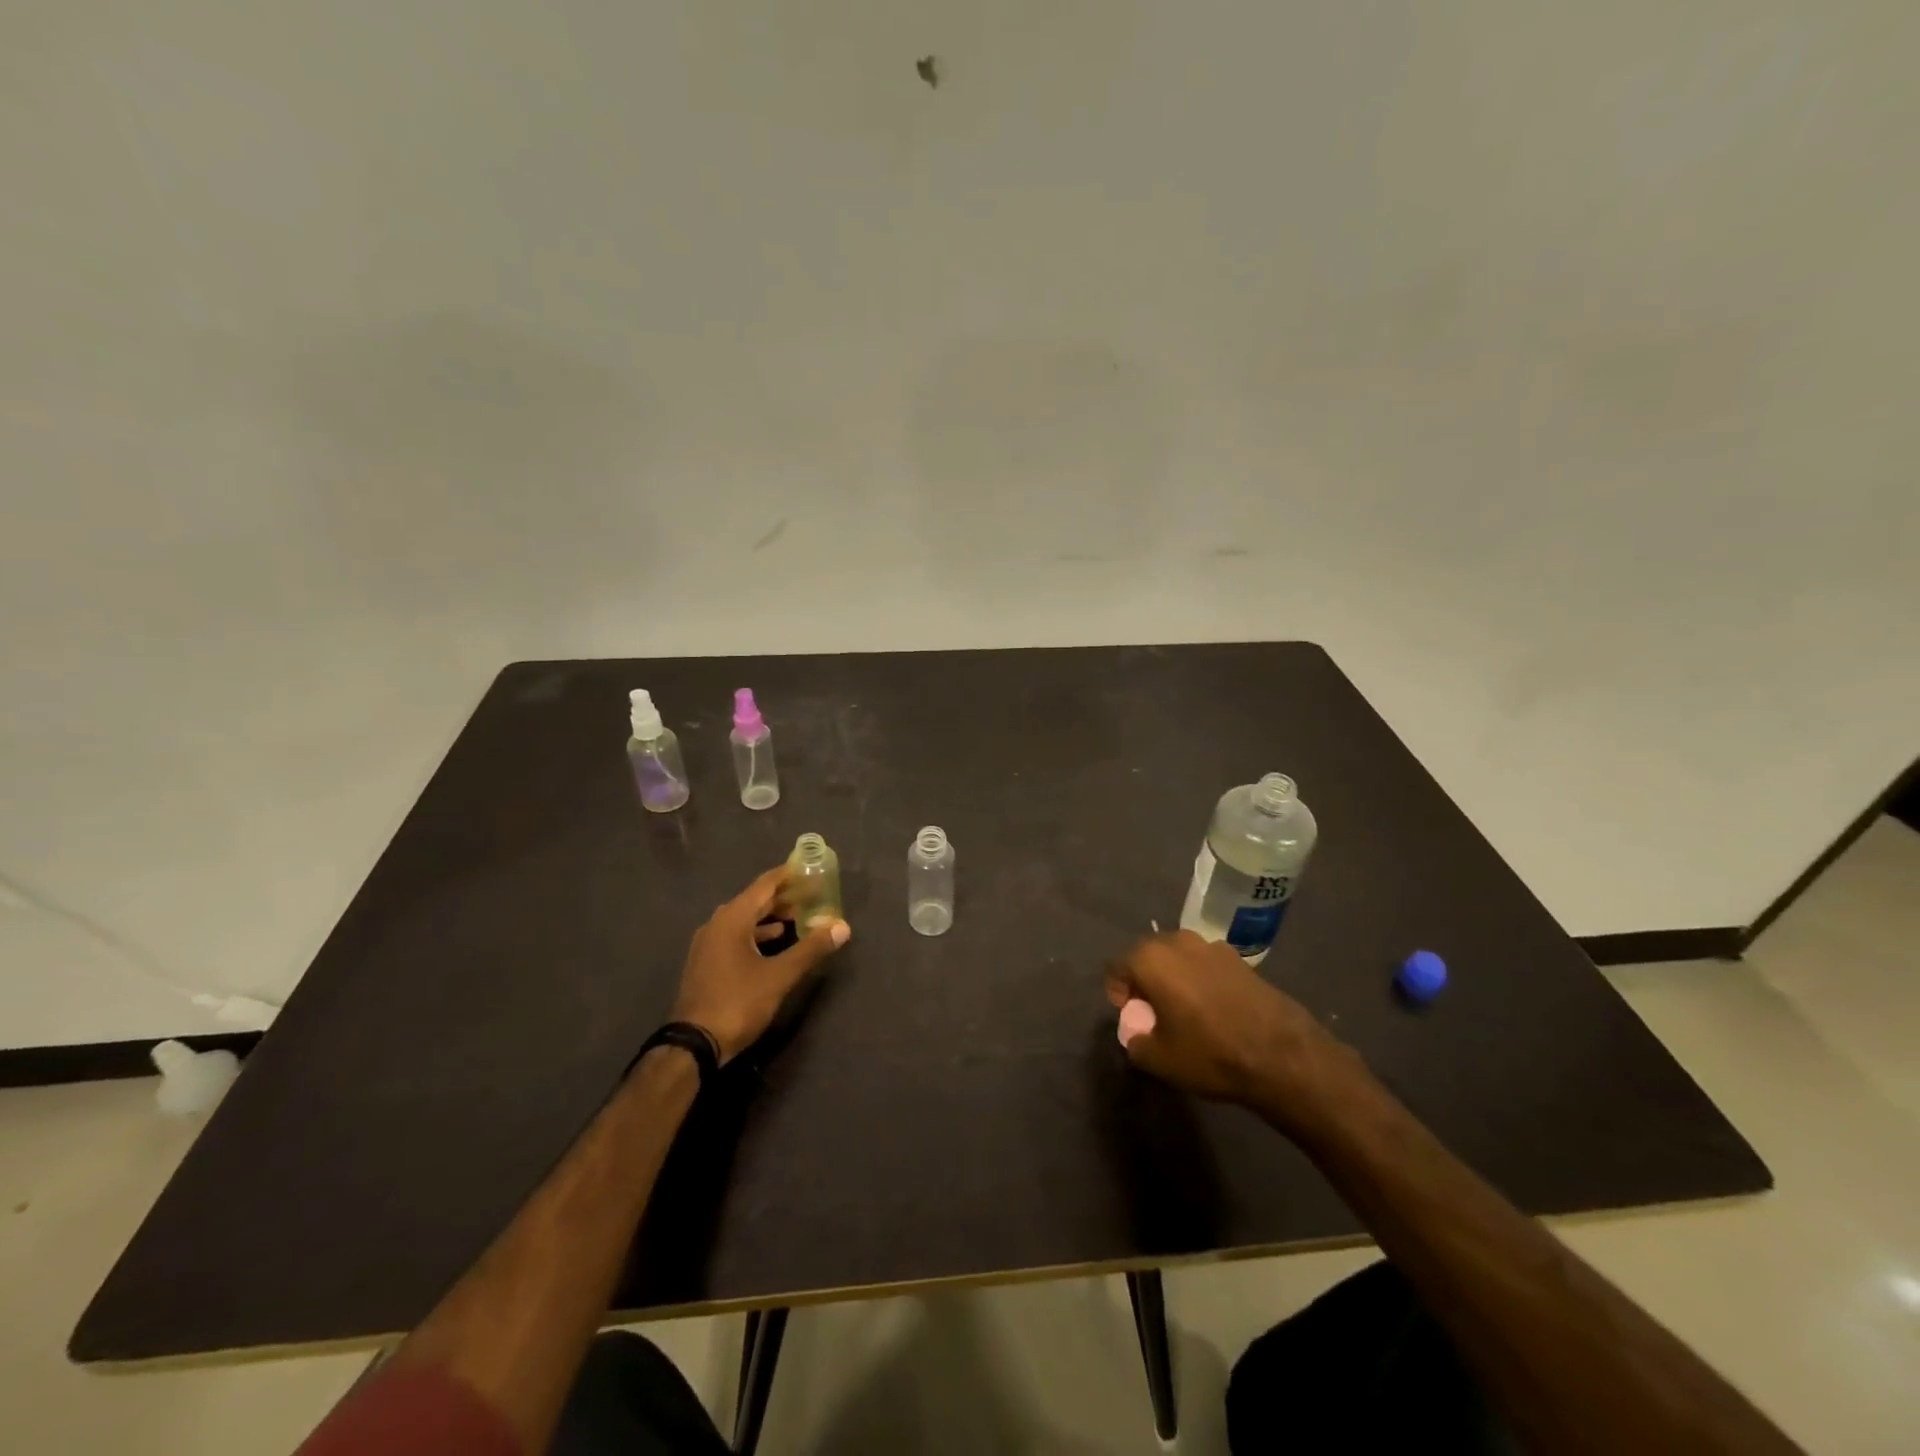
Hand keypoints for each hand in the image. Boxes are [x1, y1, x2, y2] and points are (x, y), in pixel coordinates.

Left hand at [672, 866, 850, 1062]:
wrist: (693, 1045)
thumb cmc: (738, 1002)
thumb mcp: (780, 976)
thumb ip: (811, 949)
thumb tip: (842, 927)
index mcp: (732, 919)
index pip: (764, 885)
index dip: (789, 876)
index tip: (810, 869)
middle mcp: (717, 924)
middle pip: (754, 900)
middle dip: (783, 897)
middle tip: (812, 893)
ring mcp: (708, 944)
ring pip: (744, 920)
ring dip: (771, 916)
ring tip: (798, 916)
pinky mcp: (706, 963)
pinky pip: (736, 936)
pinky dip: (757, 933)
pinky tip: (774, 942)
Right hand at [1105, 931, 1353, 1127]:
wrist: (1281, 1055)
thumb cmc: (1210, 1053)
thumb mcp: (1159, 1060)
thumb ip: (1136, 1042)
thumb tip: (1137, 1034)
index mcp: (1151, 959)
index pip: (1117, 966)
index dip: (1118, 992)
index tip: (1130, 1015)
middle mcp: (1178, 942)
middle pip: (1147, 955)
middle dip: (1144, 980)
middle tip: (1152, 1011)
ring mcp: (1212, 946)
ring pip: (1178, 957)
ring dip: (1174, 977)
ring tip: (1184, 1009)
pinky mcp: (1239, 958)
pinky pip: (1205, 964)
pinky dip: (1201, 980)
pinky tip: (1214, 1009)